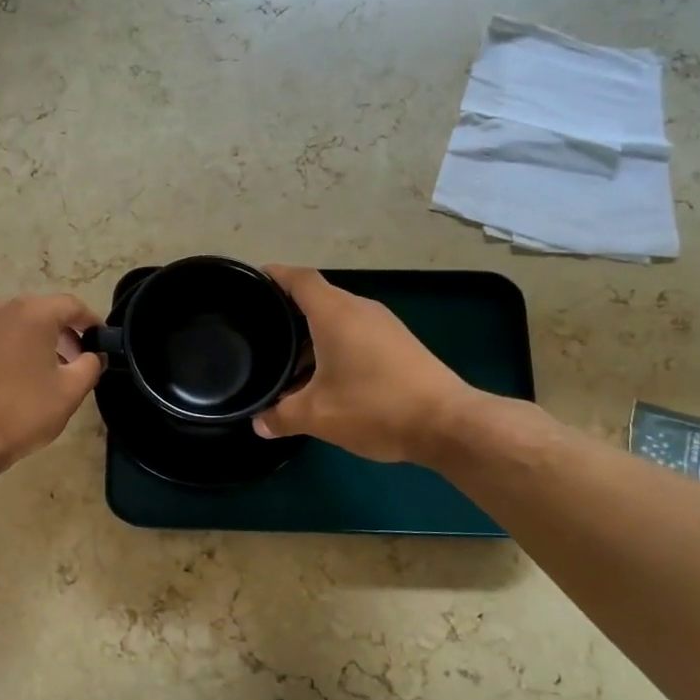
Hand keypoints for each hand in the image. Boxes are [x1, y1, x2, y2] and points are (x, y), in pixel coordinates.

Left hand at [0, 294, 104, 472]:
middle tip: (79, 361)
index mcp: (32, 312)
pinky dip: (17, 347)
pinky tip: (22, 377)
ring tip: (52, 372)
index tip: (103, 343)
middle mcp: (2, 307)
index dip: (92, 322)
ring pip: (20, 323)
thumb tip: (93, 356)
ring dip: (41, 341)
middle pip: (44, 311)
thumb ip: (90, 366)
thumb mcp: (69, 392)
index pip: (72, 306)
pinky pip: (0, 335)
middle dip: (66, 333)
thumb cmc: (21, 411)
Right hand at [253, 266, 484, 462]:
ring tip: (287, 364)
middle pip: (317, 299)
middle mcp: (360, 310)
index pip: (300, 279)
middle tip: (260, 333)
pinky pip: (356, 335)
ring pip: (337, 320)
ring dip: (311, 337)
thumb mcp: (317, 416)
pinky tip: (324, 379)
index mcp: (335, 313)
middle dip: (287, 314)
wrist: (447, 423)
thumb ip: (281, 417)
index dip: (275, 276)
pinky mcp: (399, 345)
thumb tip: (259, 423)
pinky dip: (334, 348)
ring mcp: (384, 326)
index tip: (252, 281)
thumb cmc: (375, 408)